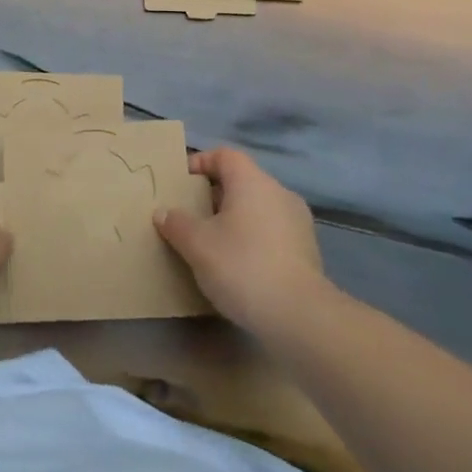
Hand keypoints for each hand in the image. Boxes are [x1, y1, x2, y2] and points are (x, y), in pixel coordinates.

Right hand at [154, 147, 335, 337]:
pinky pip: (272, 232)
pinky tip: (238, 264)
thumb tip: (164, 212)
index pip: (225, 155)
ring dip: (234, 218)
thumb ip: (176, 223)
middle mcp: (279, 193)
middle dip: (214, 195)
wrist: (299, 315)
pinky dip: (252, 238)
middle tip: (190, 215)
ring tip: (211, 242)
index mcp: (252, 182)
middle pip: (242, 181)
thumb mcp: (196, 244)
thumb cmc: (241, 265)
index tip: (181, 182)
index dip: (200, 162)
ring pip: (258, 208)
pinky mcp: (307, 251)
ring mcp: (298, 222)